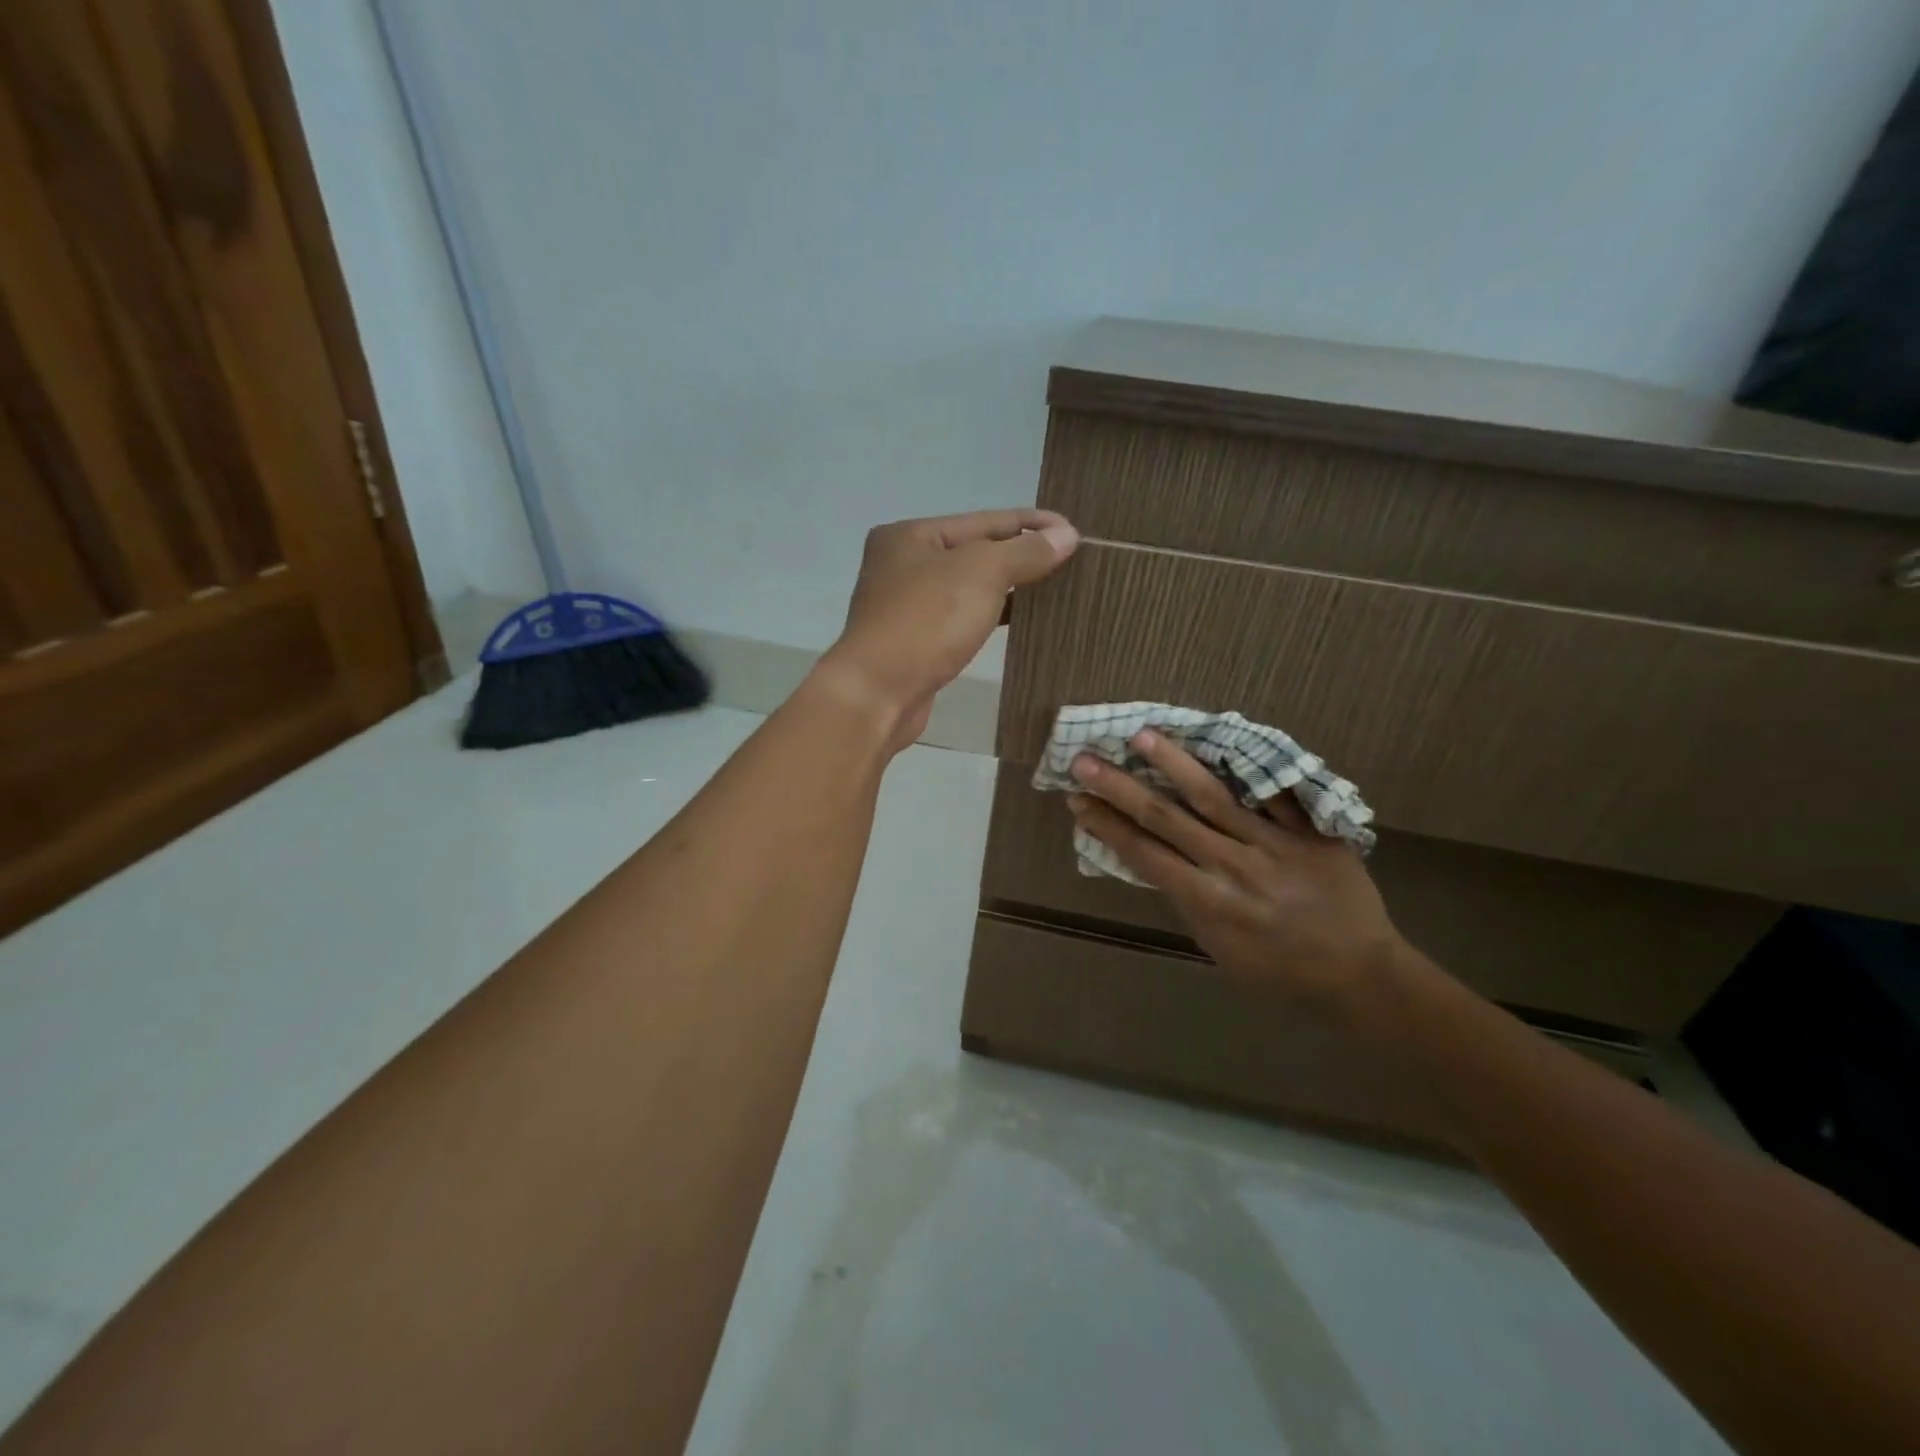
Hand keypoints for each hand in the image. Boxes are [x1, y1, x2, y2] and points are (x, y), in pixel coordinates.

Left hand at [819, 510, 1079, 749]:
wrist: (878, 693)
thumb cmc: (926, 621)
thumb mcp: (982, 573)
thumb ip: (1025, 552)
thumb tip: (1067, 536)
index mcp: (910, 535)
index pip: (983, 520)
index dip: (1031, 524)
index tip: (1073, 530)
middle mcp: (902, 564)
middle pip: (974, 551)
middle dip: (1020, 554)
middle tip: (1068, 559)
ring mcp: (905, 606)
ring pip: (968, 587)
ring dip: (1008, 586)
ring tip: (1053, 587)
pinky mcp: (914, 642)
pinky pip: (962, 617)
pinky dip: (991, 614)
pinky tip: (1020, 619)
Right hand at [1066, 730, 1416, 1029]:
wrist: (1361, 976)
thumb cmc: (1280, 973)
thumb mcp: (1219, 948)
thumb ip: (1188, 899)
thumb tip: (1154, 857)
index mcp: (1208, 902)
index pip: (1143, 853)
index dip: (1106, 824)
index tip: (1076, 799)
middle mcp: (1233, 866)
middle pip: (1166, 817)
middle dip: (1120, 787)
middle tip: (1085, 759)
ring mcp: (1274, 844)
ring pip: (1214, 794)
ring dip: (1173, 762)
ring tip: (1143, 735)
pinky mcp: (1310, 831)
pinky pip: (1275, 792)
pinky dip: (1249, 767)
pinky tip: (1220, 739)